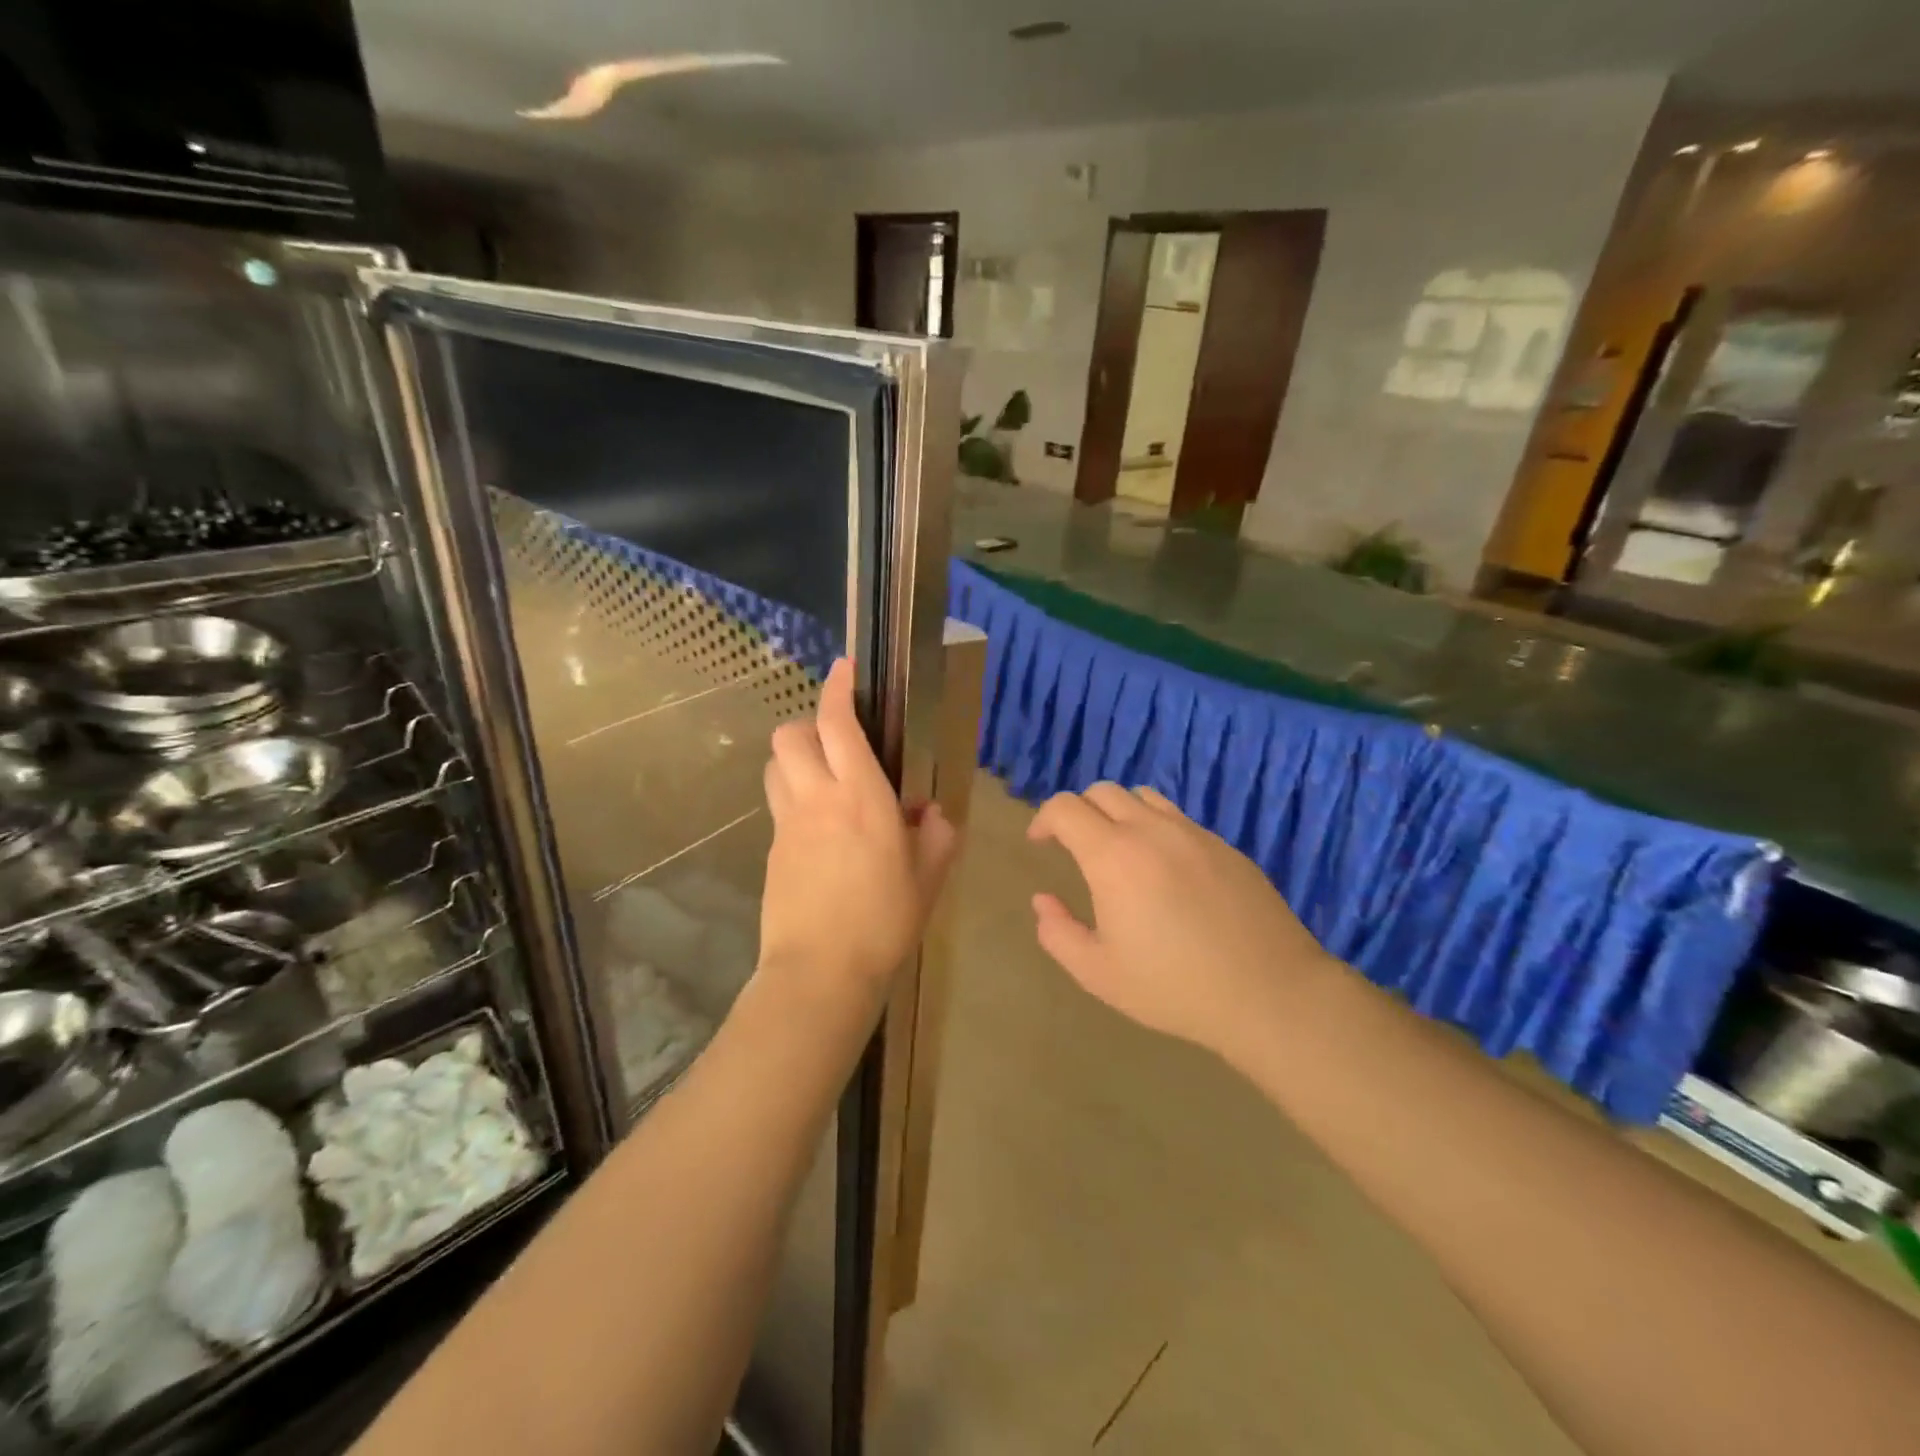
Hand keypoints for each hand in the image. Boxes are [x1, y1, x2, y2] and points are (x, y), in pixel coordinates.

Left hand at [759, 660, 956, 1002]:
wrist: (820, 972)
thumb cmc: (884, 921)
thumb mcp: (928, 878)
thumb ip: (936, 834)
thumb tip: (929, 812)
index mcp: (861, 796)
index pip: (838, 725)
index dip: (836, 689)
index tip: (843, 670)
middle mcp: (817, 799)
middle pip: (791, 736)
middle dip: (808, 724)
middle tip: (836, 740)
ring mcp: (788, 824)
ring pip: (776, 766)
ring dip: (795, 758)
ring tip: (823, 777)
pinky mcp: (772, 850)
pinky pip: (778, 806)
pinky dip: (794, 797)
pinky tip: (819, 828)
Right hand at [1027, 783, 1334, 1060]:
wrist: (1270, 993)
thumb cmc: (1175, 987)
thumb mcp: (1099, 974)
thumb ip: (1058, 933)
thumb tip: (1043, 900)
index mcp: (1113, 856)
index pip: (1065, 808)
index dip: (1044, 819)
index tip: (1040, 843)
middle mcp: (1152, 830)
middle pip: (1103, 791)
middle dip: (1078, 811)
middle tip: (1075, 846)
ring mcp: (1194, 834)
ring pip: (1144, 797)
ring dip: (1119, 812)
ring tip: (1119, 850)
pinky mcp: (1225, 846)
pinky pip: (1178, 819)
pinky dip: (1156, 828)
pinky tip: (1166, 871)